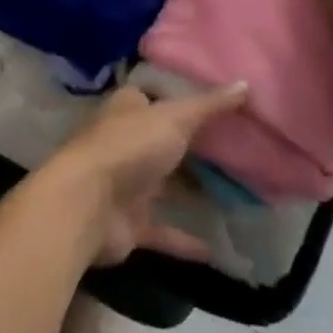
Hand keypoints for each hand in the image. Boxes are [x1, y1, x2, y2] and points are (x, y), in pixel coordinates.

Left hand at [40, 84, 247, 266]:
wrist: (86, 206)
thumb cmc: (129, 147)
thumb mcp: (174, 117)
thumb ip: (209, 105)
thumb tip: (246, 83)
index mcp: (129, 108)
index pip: (157, 96)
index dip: (184, 97)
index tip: (220, 102)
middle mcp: (126, 141)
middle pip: (165, 141)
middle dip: (195, 147)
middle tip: (239, 149)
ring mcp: (126, 183)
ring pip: (165, 185)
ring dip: (193, 192)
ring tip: (237, 195)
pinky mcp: (130, 223)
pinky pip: (163, 230)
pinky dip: (185, 240)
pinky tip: (216, 249)